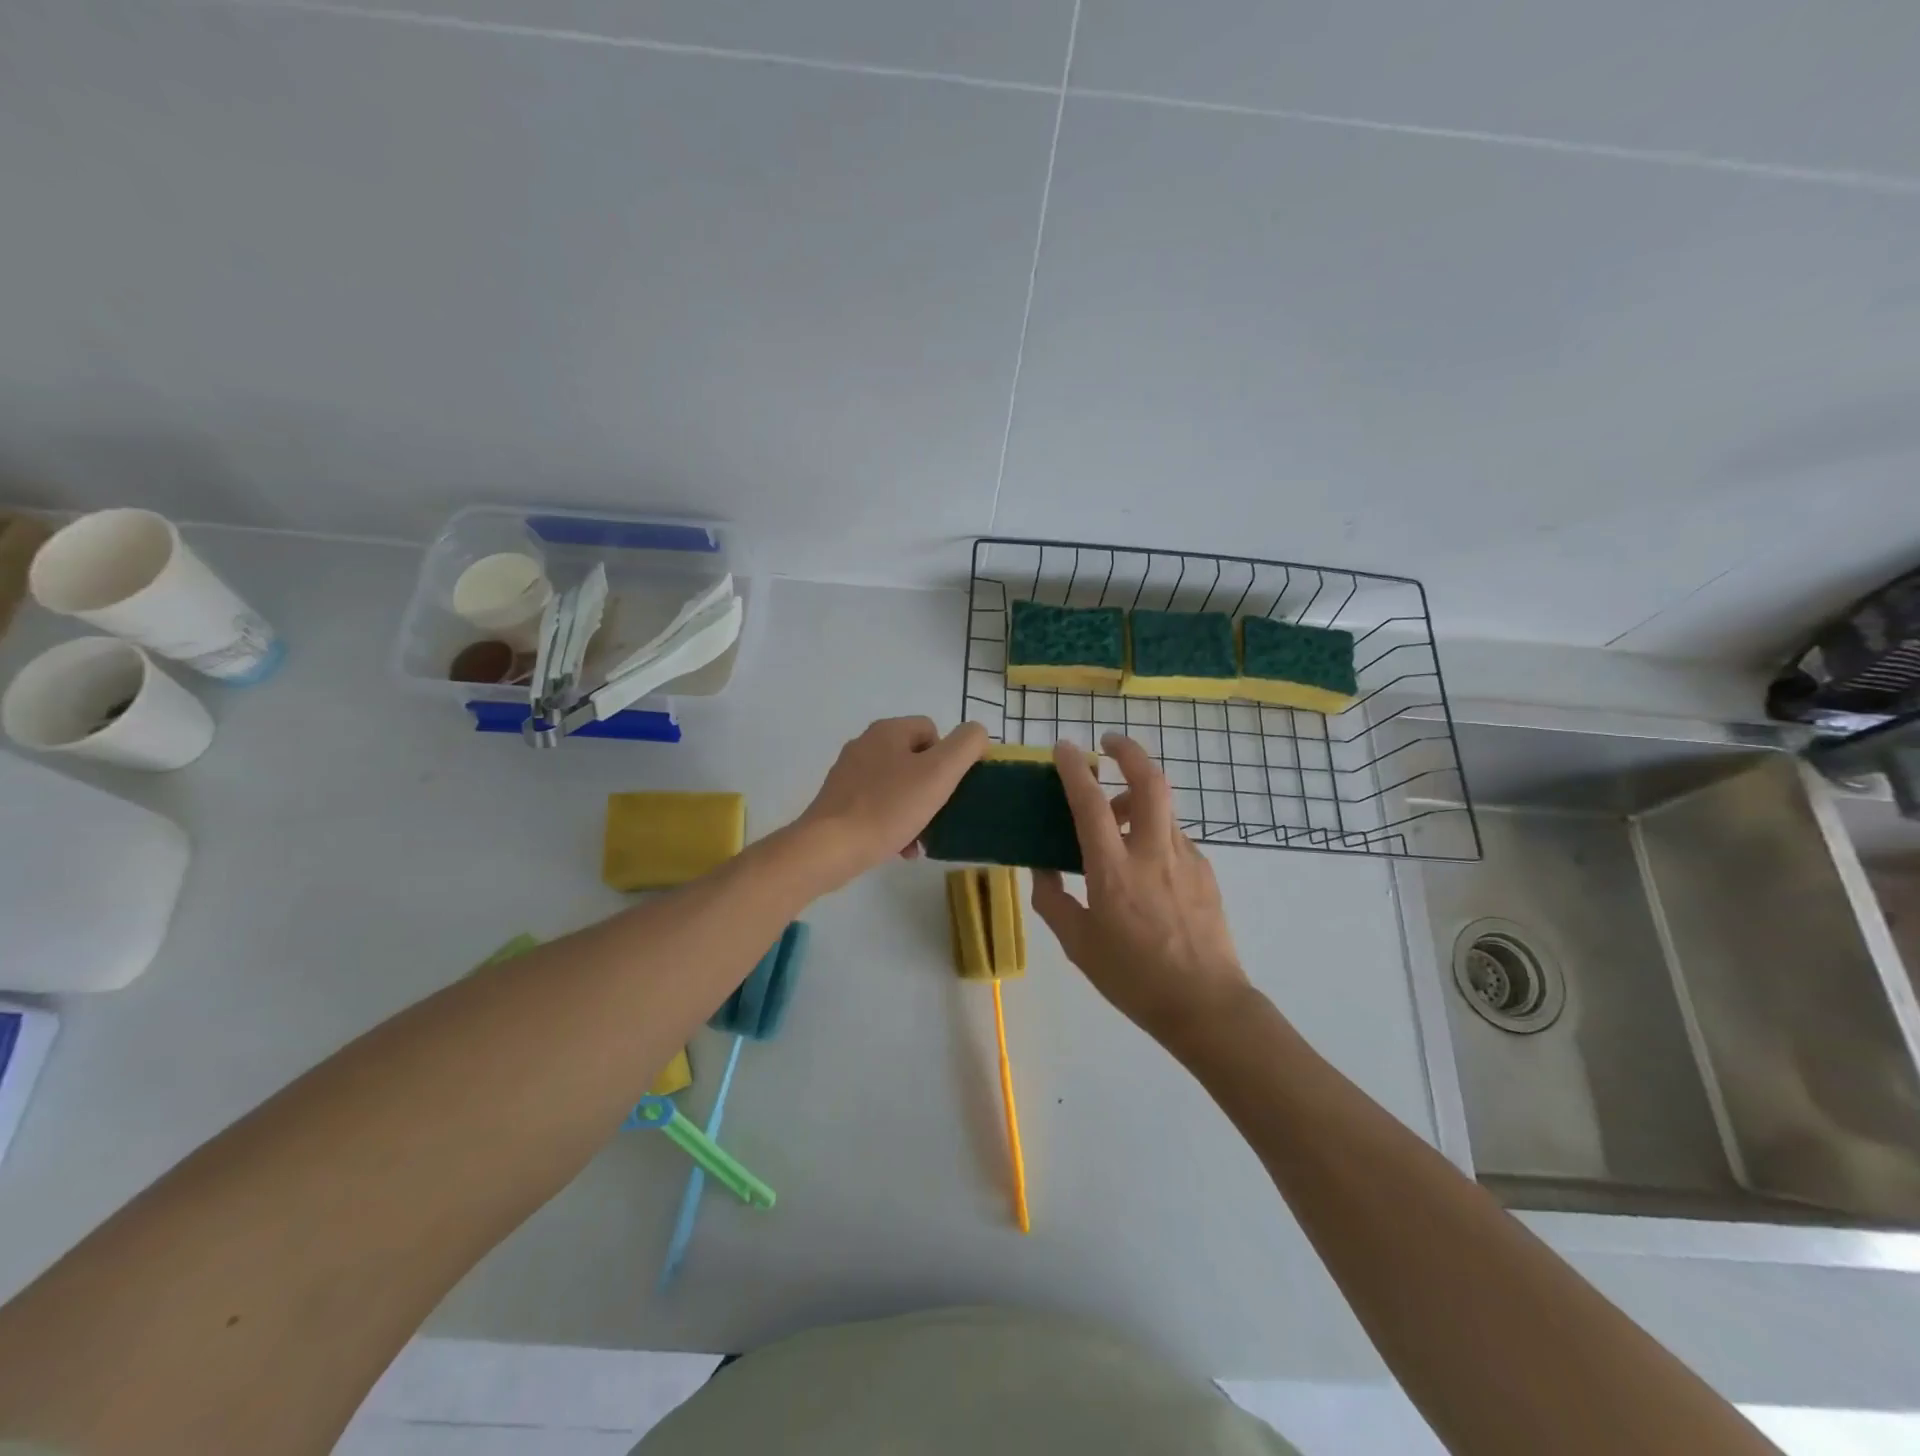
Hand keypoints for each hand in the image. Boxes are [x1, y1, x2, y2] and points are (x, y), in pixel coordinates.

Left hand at [796, 716, 987, 885]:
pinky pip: (877, 805)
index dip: (948, 758)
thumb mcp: (939, 773)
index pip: (932, 730)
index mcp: (887, 731)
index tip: (949, 789)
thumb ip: (966, 746)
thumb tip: (976, 734)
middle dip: (931, 789)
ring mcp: (848, 773)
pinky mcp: (838, 801)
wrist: (830, 847)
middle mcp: (865, 744)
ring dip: (914, 810)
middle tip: (937, 816)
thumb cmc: (889, 807)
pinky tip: (899, 847)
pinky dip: (893, 823)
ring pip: (897, 786)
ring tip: (920, 840)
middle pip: (915, 760)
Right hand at [1031, 734, 1252, 1047]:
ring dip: (1138, 798)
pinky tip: (1144, 864)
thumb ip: (1053, 900)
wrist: (1205, 1005)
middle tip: (1109, 743)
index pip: (1090, 804)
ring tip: (1118, 819)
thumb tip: (1040, 869)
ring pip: (1163, 808)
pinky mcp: (1206, 872)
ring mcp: (1186, 859)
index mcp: (1114, 871)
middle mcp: (1152, 853)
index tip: (1064, 747)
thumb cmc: (1133, 978)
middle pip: (1149, 781)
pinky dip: (1154, 832)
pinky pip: (1175, 837)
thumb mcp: (1078, 944)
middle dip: (1129, 751)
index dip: (1074, 768)